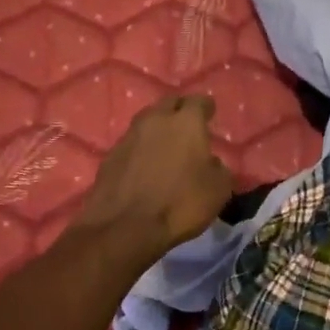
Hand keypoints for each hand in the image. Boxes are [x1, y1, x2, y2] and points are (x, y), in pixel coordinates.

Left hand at [74, 95, 233, 258]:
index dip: (206, 108)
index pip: (199, 101)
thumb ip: (219, 169)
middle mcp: (156, 120)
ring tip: (166, 145)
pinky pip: (132, 144)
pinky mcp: (110, 155)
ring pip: (147, 121)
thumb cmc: (180, 204)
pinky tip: (145, 165)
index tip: (210, 114)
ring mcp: (129, 136)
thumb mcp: (218, 191)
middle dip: (180, 110)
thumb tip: (211, 163)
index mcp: (186, 122)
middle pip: (170, 104)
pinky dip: (141, 149)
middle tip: (188, 126)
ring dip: (158, 129)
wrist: (125, 227)